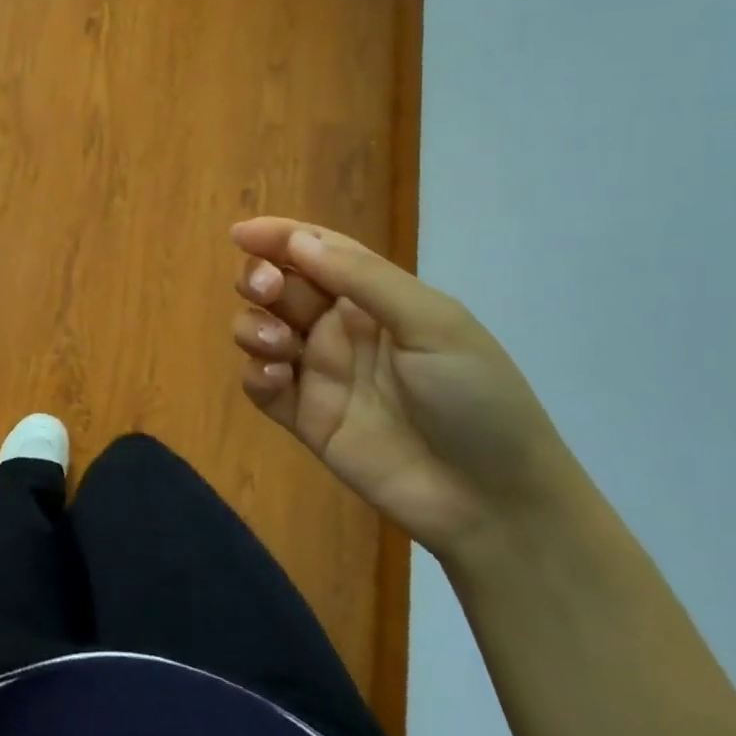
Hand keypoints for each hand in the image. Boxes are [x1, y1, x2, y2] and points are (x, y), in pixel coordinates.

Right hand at [229, 218, 585, 567]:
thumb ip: (363, 279)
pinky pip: (261, 386)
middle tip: (266, 290)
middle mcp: (341, 329)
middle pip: (281, 286)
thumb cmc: (475, 398)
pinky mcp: (306, 419)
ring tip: (279, 346)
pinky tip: (278, 378)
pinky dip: (256, 373)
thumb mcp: (432, 324)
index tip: (241, 233)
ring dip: (254, 326)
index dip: (279, 237)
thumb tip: (297, 240)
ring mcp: (321, 374)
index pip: (317, 252)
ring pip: (261, 330)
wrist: (494, 502)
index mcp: (375, 298)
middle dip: (261, 279)